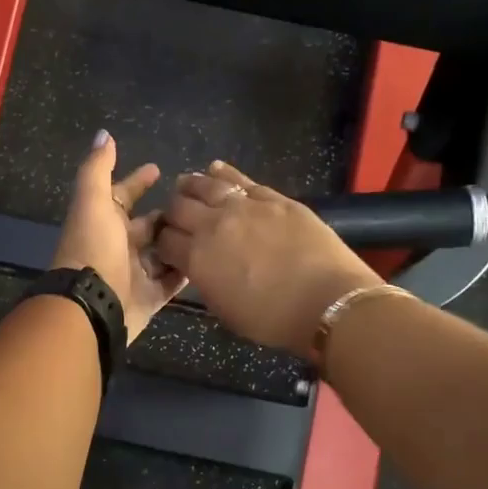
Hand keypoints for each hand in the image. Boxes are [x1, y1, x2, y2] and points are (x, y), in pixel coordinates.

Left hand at [51, 131, 187, 342]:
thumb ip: (97, 168)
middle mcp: (117, 246)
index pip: (122, 195)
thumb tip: (104, 134)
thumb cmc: (93, 248)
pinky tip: (207, 258)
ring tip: (208, 229)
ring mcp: (134, 273)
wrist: (92, 306)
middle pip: (146, 226)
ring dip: (179, 241)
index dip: (138, 181)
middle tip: (195, 203)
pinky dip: (185, 271)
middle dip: (166, 213)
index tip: (158, 168)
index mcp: (103, 221)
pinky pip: (171, 281)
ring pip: (161, 253)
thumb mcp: (93, 201)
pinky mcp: (149, 297)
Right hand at [154, 160, 380, 356]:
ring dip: (190, 185)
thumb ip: (206, 282)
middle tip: (177, 219)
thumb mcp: (225, 310)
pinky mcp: (273, 198)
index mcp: (197, 258)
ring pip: (206, 185)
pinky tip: (216, 169)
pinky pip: (241, 179)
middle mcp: (213, 225)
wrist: (326, 299)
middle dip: (172, 213)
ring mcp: (244, 206)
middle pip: (179, 208)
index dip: (161, 243)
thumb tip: (200, 267)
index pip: (164, 241)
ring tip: (185, 185)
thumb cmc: (273, 319)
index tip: (166, 246)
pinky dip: (224, 173)